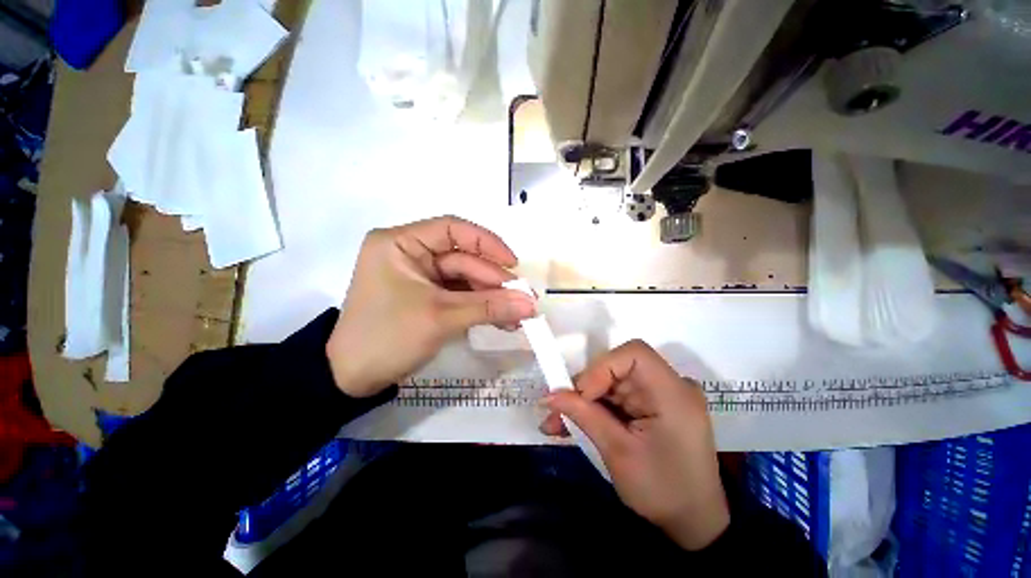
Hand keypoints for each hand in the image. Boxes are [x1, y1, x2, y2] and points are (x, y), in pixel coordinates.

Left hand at [327, 216, 535, 397]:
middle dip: (493, 282)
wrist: (352, 379)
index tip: (513, 264)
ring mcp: (420, 277)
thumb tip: (531, 305)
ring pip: (465, 280)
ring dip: (491, 298)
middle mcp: (410, 254)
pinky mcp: (426, 297)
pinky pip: (459, 295)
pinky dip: (480, 307)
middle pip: (463, 259)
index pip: (452, 229)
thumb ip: (489, 308)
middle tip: (523, 300)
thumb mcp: (441, 318)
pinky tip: (501, 320)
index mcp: (401, 243)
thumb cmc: (388, 337)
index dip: (487, 243)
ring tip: (517, 316)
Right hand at [541, 340, 728, 550]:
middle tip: (556, 410)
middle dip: (585, 387)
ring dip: (583, 400)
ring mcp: (660, 394)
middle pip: (618, 367)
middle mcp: (670, 385)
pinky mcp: (651, 404)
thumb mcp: (618, 453)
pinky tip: (574, 423)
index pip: (633, 354)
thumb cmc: (662, 491)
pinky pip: (617, 396)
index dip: (602, 367)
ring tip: (556, 422)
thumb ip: (584, 416)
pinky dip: (595, 408)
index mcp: (673, 394)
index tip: (580, 395)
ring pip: (611, 382)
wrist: (693, 522)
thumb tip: (550, 395)